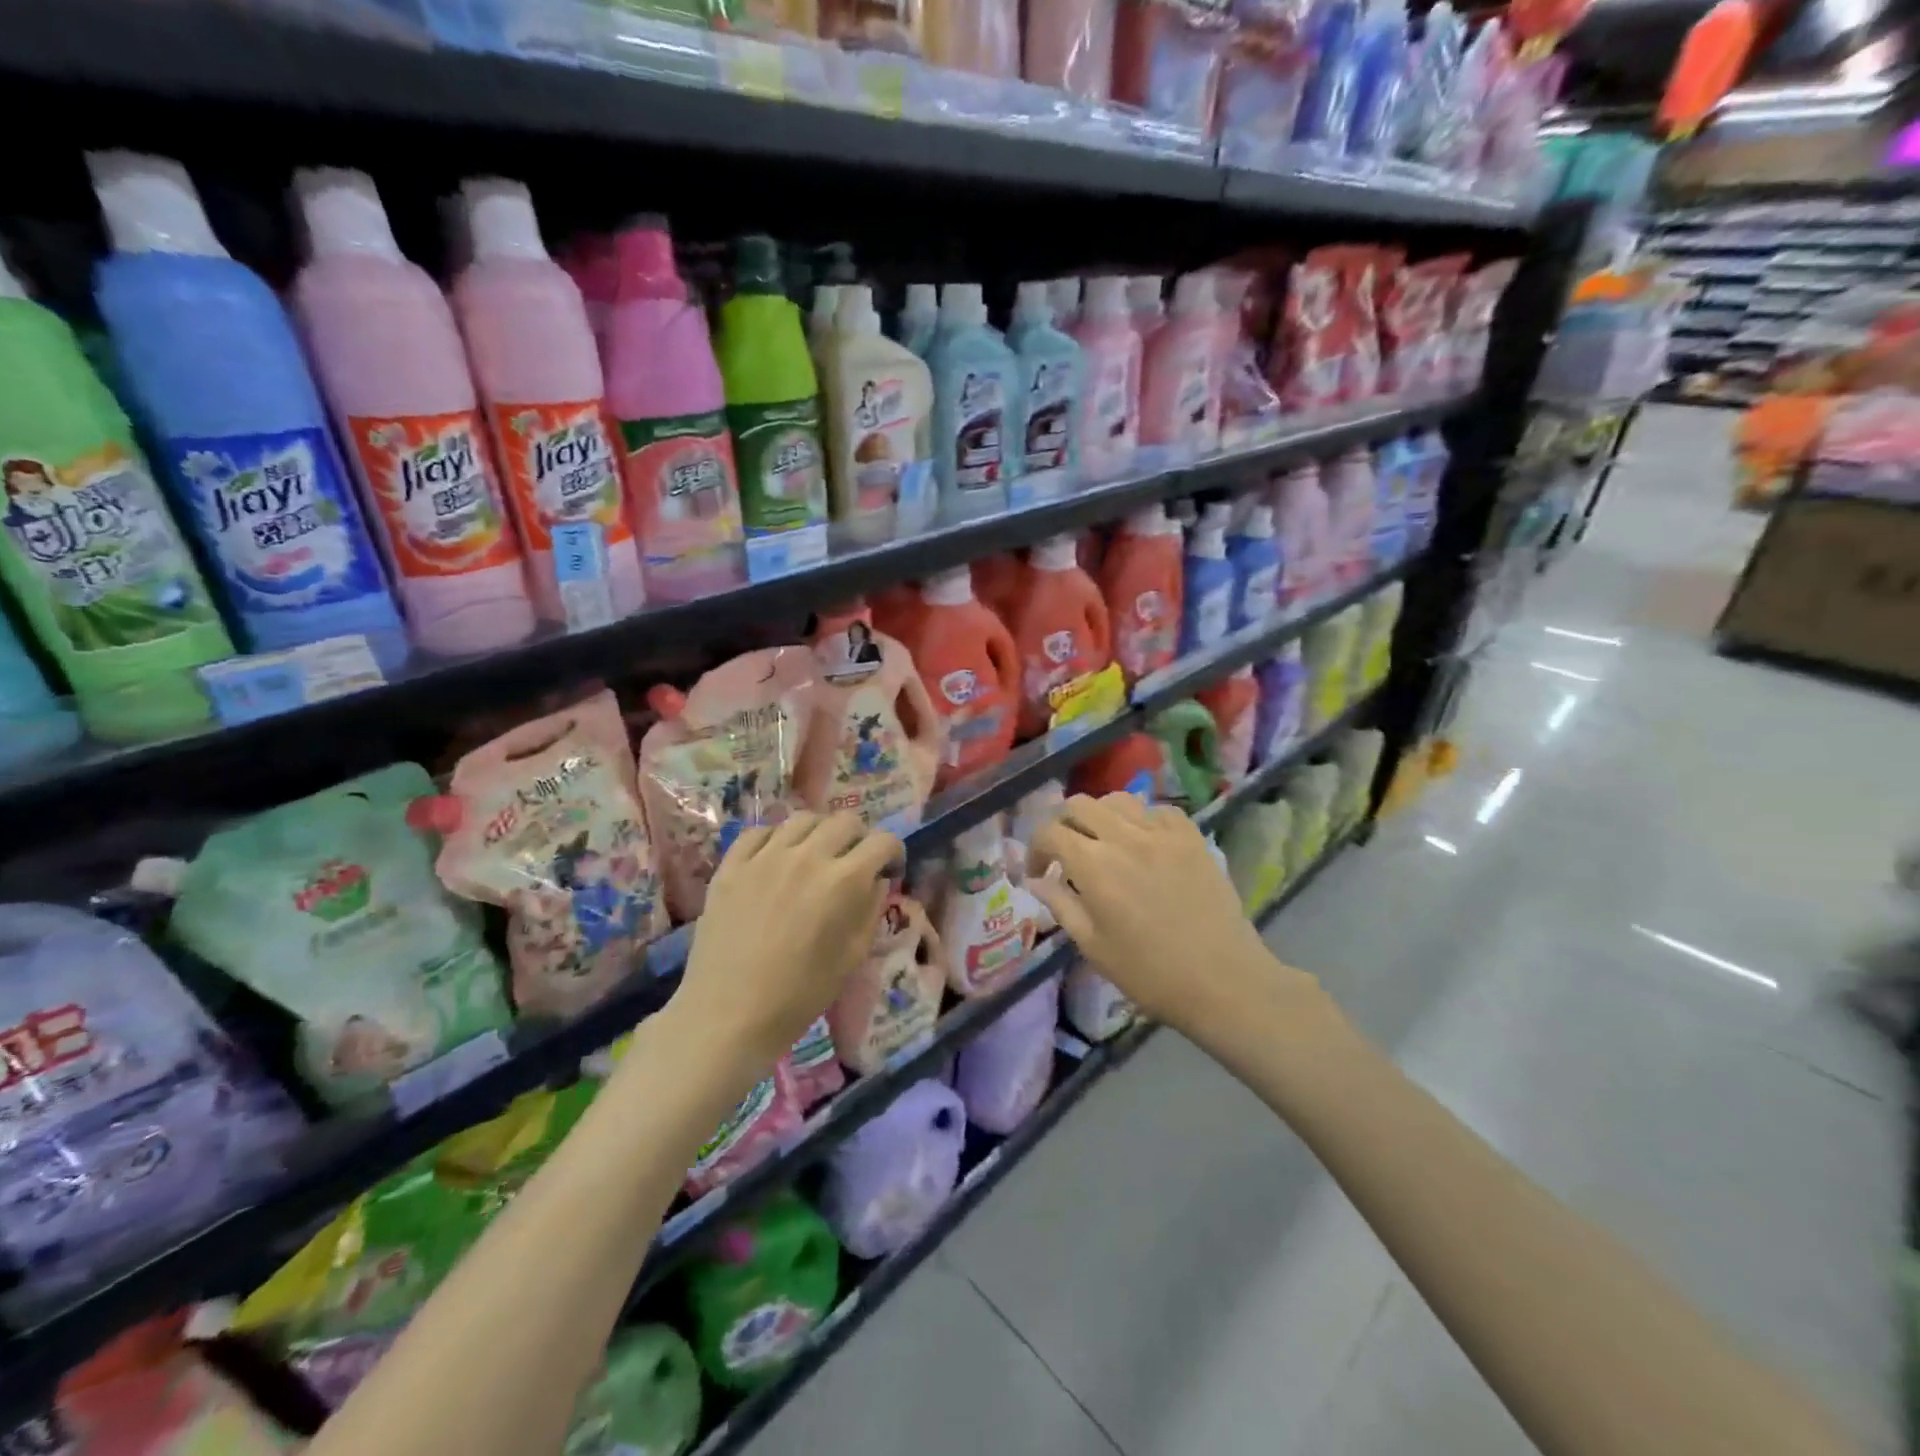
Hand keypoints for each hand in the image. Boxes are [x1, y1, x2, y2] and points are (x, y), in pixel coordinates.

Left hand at [672, 811, 899, 1073]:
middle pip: (845, 821)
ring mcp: (765, 856)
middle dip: (860, 838)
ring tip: (816, 855)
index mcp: (844, 880)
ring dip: (819, 832)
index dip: (893, 853)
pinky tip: (777, 857)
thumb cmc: (799, 995)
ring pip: (803, 819)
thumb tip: (877, 881)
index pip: (882, 841)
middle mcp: (807, 856)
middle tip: (854, 862)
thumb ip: (870, 911)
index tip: (889, 870)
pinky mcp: (732, 865)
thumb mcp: (851, 958)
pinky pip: (759, 831)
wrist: (728, 1015)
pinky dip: (776, 838)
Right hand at [1028, 794, 1306, 1037]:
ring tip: (1103, 843)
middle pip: (1079, 805)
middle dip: (1063, 824)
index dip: (1036, 849)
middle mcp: (1124, 836)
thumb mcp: (1093, 946)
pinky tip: (1145, 842)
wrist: (1222, 980)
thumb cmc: (1149, 973)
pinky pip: (1159, 810)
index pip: (1050, 832)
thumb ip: (1060, 905)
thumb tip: (1036, 881)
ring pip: (1118, 800)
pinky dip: (1142, 819)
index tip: (1039, 873)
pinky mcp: (1192, 837)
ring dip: (1100, 817)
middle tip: (1065, 854)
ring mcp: (1162, 832)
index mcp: (1093, 865)